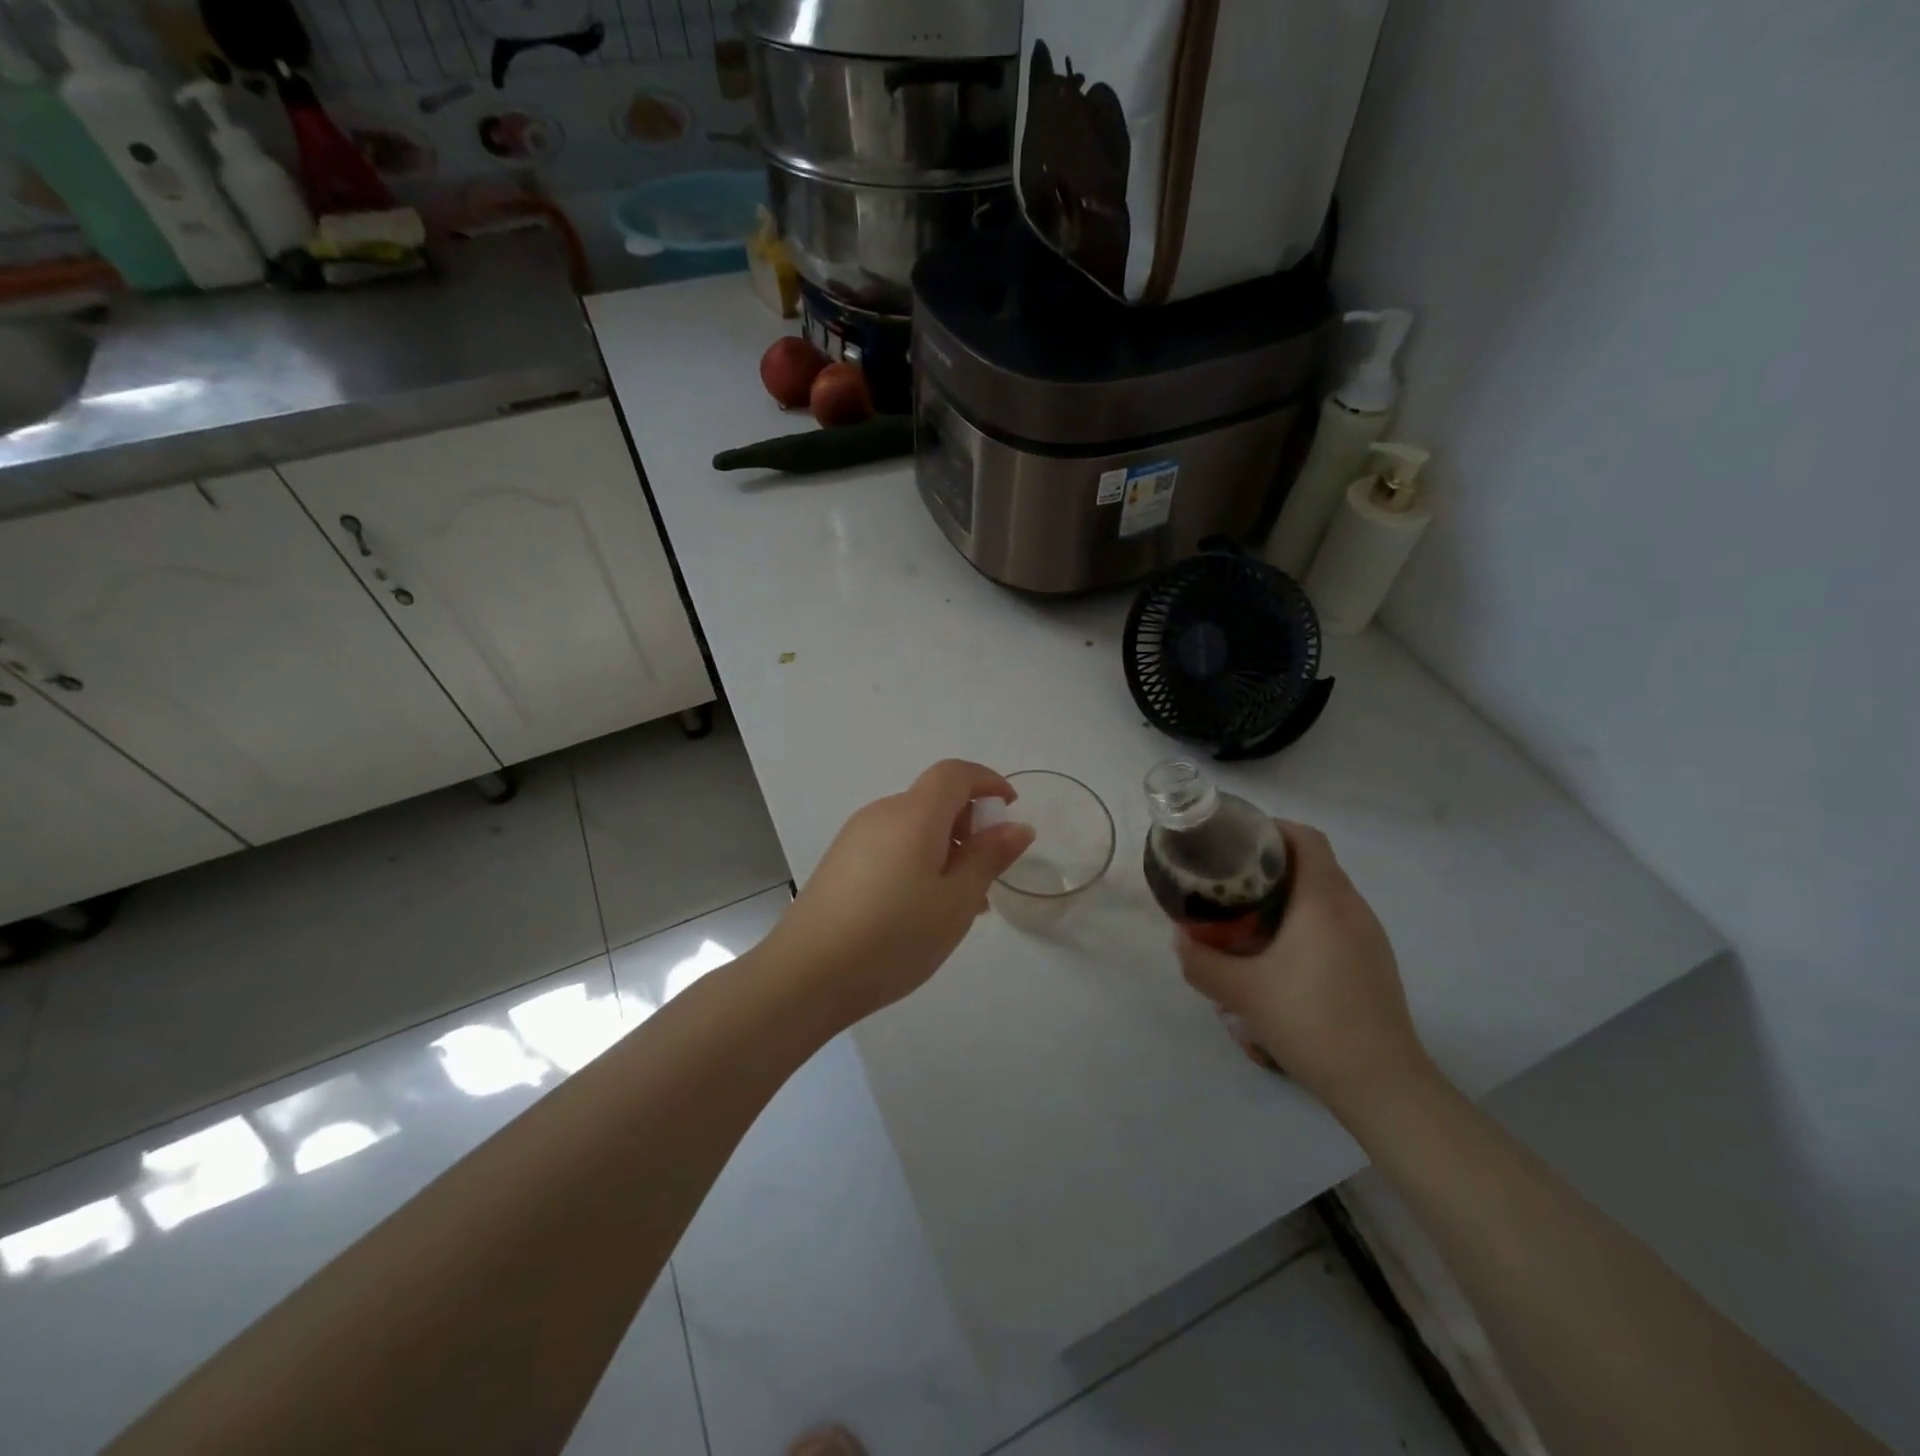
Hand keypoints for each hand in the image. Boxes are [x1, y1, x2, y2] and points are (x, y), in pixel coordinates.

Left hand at [765, 760, 1035, 1024]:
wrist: (805, 975)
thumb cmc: (893, 936)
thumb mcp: (956, 902)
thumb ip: (989, 858)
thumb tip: (1017, 826)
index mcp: (914, 814)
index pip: (955, 773)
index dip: (987, 782)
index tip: (1010, 810)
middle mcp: (882, 813)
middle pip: (933, 799)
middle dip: (968, 824)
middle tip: (987, 873)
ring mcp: (855, 836)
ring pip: (913, 827)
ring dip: (945, 848)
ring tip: (959, 902)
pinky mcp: (840, 861)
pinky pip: (891, 845)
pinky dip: (918, 860)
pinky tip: (921, 909)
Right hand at [1176, 821, 1432, 1119]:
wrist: (1381, 1084)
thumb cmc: (1310, 1022)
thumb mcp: (1241, 992)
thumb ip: (1201, 961)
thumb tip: (1179, 938)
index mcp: (1323, 902)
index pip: (1306, 839)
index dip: (1273, 828)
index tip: (1238, 839)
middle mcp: (1353, 909)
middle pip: (1316, 863)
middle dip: (1274, 861)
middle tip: (1232, 878)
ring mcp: (1370, 936)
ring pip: (1328, 892)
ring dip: (1292, 891)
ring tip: (1250, 912)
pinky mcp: (1376, 961)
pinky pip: (1339, 919)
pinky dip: (1309, 917)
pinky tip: (1282, 950)